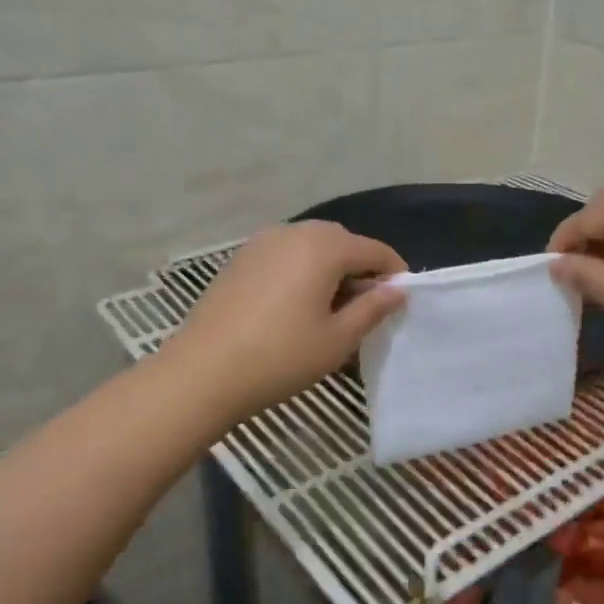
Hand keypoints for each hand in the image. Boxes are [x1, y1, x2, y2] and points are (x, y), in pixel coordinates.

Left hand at [173, 221, 406, 420]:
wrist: (203, 372)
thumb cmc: (281, 357)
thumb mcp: (338, 339)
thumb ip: (373, 309)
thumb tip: (397, 290)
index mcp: (324, 246)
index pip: (375, 250)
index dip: (394, 273)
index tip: (400, 302)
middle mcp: (294, 232)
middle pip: (342, 241)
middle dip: (361, 268)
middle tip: (365, 308)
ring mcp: (262, 242)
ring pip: (311, 246)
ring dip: (330, 268)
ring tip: (331, 308)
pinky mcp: (241, 258)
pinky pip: (285, 254)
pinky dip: (301, 270)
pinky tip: (296, 306)